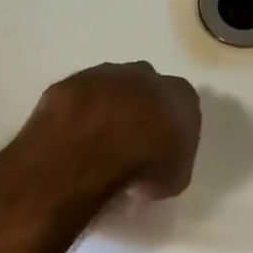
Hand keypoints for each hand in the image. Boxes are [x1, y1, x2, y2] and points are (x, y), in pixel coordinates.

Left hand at [29, 62, 201, 199]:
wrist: (94, 149)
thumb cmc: (146, 165)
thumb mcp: (174, 179)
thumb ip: (171, 164)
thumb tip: (158, 168)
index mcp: (181, 95)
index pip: (183, 106)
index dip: (170, 130)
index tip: (161, 151)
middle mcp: (145, 75)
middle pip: (145, 90)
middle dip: (137, 112)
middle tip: (128, 145)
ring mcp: (104, 74)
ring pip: (108, 89)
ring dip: (105, 111)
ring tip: (95, 145)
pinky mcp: (69, 82)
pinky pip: (77, 99)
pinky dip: (75, 116)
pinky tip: (71, 141)